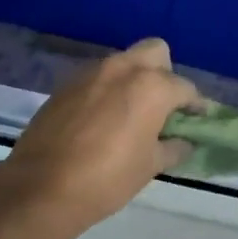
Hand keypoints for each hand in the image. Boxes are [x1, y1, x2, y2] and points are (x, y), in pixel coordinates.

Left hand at [0, 38, 198, 231]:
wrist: (41, 186)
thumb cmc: (107, 178)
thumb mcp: (149, 166)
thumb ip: (172, 148)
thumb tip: (184, 142)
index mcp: (152, 86)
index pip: (185, 87)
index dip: (194, 105)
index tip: (196, 119)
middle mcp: (123, 68)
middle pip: (155, 52)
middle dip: (164, 72)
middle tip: (161, 105)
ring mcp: (91, 73)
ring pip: (123, 62)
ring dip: (133, 79)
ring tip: (130, 113)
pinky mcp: (66, 84)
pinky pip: (97, 77)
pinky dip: (106, 90)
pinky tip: (101, 119)